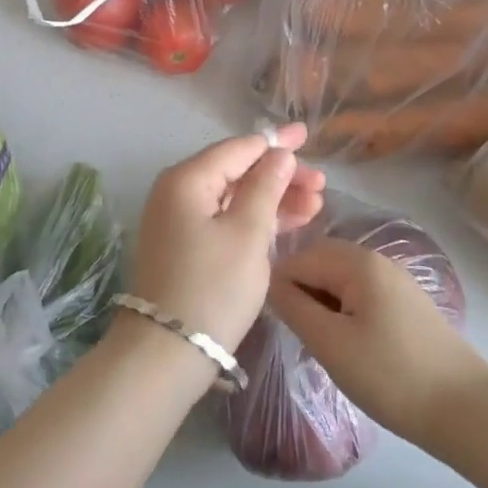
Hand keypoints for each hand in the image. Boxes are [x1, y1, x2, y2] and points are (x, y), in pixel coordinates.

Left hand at [128, 123, 326, 350]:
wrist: (166, 352)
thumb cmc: (212, 287)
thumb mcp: (247, 234)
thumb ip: (265, 188)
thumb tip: (277, 153)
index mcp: (186, 179)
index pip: (238, 148)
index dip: (275, 142)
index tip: (306, 135)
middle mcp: (177, 191)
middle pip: (236, 171)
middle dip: (280, 175)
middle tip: (321, 183)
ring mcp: (179, 220)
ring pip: (234, 197)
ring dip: (274, 198)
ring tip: (316, 203)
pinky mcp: (186, 246)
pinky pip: (226, 219)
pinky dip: (256, 220)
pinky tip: (291, 222)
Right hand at [268, 237, 487, 447]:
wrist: (467, 412)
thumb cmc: (391, 375)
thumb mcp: (330, 343)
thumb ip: (293, 307)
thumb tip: (269, 283)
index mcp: (357, 261)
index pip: (298, 258)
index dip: (280, 288)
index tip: (277, 323)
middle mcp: (376, 259)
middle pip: (320, 263)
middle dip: (301, 292)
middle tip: (298, 333)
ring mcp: (396, 280)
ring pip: (340, 280)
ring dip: (323, 304)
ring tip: (321, 342)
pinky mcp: (407, 303)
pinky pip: (361, 294)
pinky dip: (345, 311)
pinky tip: (349, 345)